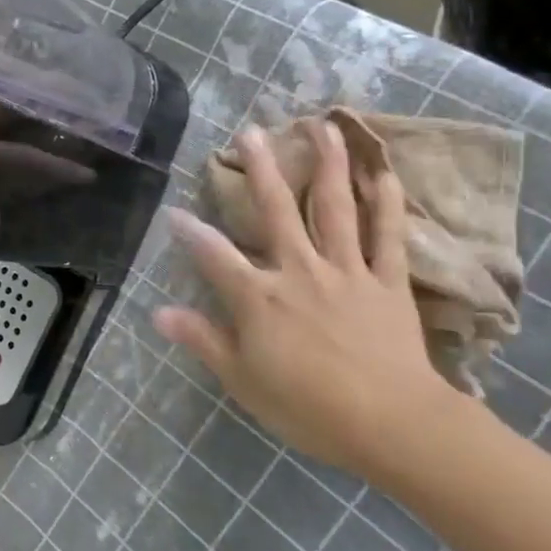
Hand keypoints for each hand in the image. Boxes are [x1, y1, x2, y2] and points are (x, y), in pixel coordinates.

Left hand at [0, 88, 94, 234]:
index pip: (19, 160)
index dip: (56, 168)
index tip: (89, 173)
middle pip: (23, 112)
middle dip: (59, 111)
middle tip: (93, 112)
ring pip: (5, 94)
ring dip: (36, 94)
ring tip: (69, 92)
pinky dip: (7, 87)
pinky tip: (19, 82)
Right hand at [152, 122, 457, 483]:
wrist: (392, 424)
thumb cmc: (308, 407)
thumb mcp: (242, 380)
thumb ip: (202, 340)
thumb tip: (159, 312)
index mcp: (260, 296)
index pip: (214, 255)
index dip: (190, 232)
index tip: (172, 211)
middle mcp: (299, 270)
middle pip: (276, 210)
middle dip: (260, 169)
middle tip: (250, 131)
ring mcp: (347, 271)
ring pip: (334, 208)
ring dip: (326, 164)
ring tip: (321, 126)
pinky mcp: (387, 282)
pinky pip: (387, 236)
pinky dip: (387, 203)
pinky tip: (383, 172)